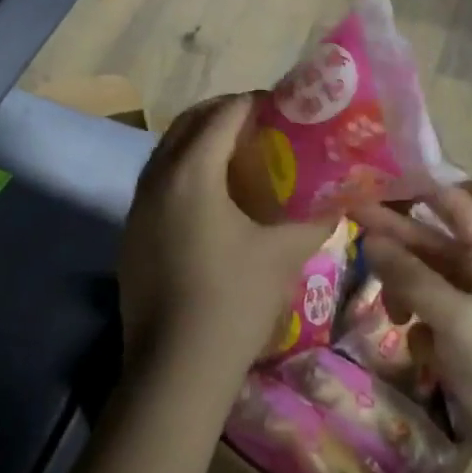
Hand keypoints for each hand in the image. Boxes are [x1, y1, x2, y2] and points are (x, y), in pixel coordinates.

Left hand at [119, 96, 335, 390]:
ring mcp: (137, 206)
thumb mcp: (284, 254)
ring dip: (201, 140)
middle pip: (188, 123)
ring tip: (239, 153)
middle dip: (224, 114)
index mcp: (191, 173)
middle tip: (262, 123)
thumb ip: (315, 217)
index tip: (284, 107)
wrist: (175, 369)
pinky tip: (211, 195)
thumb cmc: (233, 301)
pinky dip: (184, 169)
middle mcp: (157, 178)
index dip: (255, 103)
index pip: (223, 115)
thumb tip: (340, 197)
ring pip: (168, 150)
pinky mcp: (131, 232)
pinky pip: (158, 180)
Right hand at [352, 187, 471, 472]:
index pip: (455, 207)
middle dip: (395, 237)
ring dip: (402, 288)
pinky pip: (425, 312)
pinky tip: (416, 347)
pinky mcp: (459, 338)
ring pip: (423, 278)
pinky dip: (415, 324)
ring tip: (389, 310)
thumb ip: (411, 276)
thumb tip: (371, 238)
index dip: (419, 190)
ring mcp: (471, 307)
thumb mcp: (455, 318)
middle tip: (351, 217)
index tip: (378, 179)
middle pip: (431, 243)